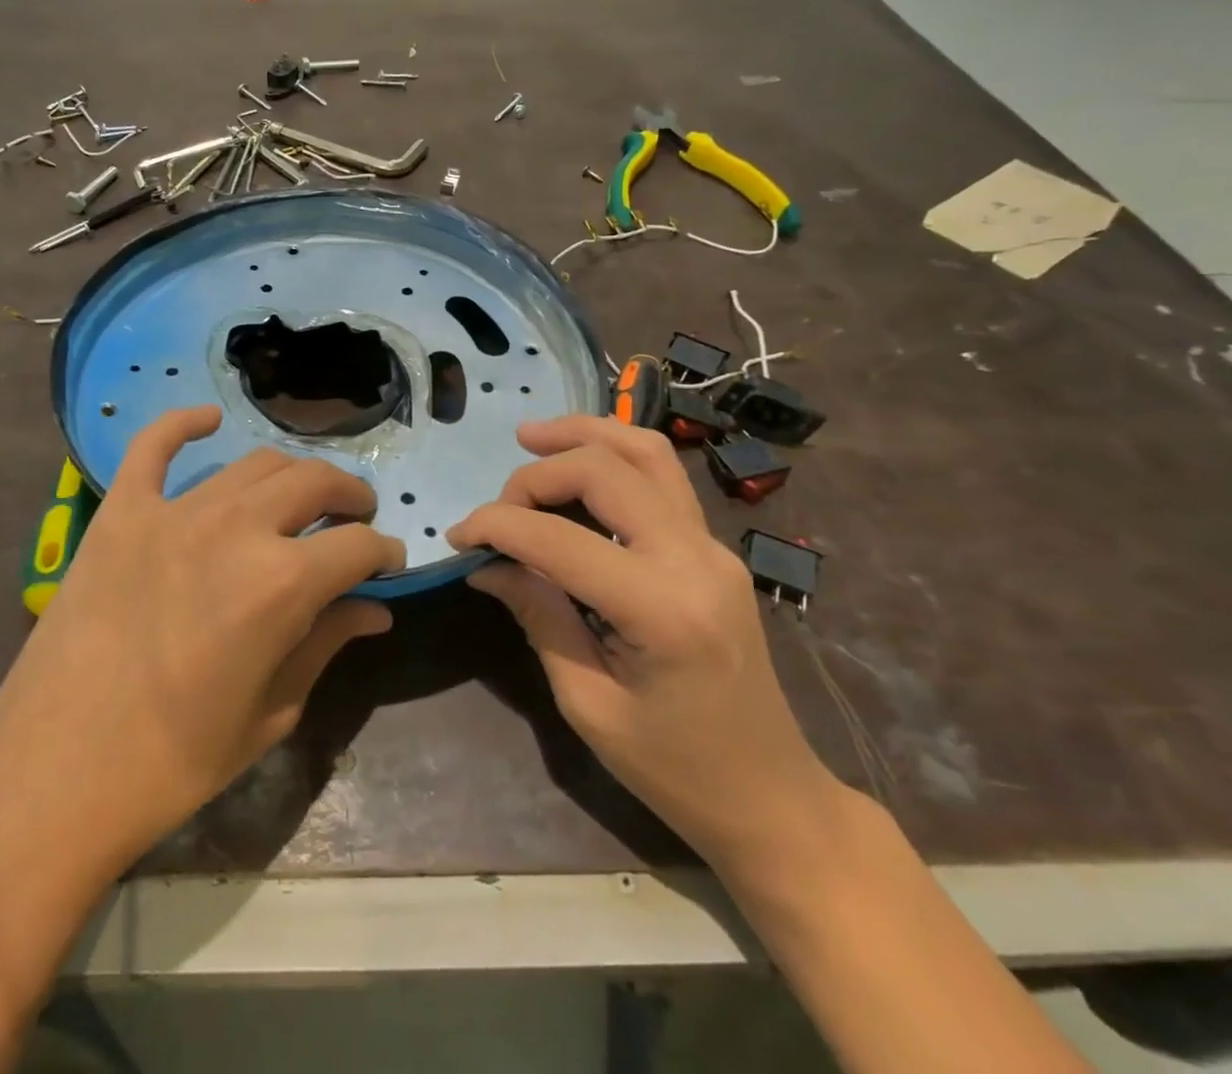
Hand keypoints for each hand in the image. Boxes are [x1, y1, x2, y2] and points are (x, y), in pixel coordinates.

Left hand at [0, 405, 404, 909]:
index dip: (383, 552)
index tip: (387, 563)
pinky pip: (153, 447)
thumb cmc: (172, 763)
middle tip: (355, 519)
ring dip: (292, 475)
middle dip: (350, 497)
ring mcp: (173, 512)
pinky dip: (183, 425)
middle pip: (314, 483)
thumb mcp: (269, 714)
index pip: (358, 546)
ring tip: (300, 497)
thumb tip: (375, 608)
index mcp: (282, 585)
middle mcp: (236, 530)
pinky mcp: (121, 512)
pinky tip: (207, 420)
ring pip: (254, 464)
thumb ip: (325, 643)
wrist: (52, 776)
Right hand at [448, 414, 839, 869]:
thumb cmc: (674, 768)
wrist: (771, 796)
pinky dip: (612, 455)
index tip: (459, 537)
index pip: (559, 538)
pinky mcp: (714, 547)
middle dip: (536, 476)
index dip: (497, 526)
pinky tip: (577, 461)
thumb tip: (485, 564)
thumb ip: (538, 615)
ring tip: (530, 436)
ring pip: (645, 452)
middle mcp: (695, 558)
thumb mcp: (587, 702)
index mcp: (662, 608)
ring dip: (583, 435)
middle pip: (606, 471)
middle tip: (497, 507)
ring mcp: (713, 546)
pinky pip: (662, 477)